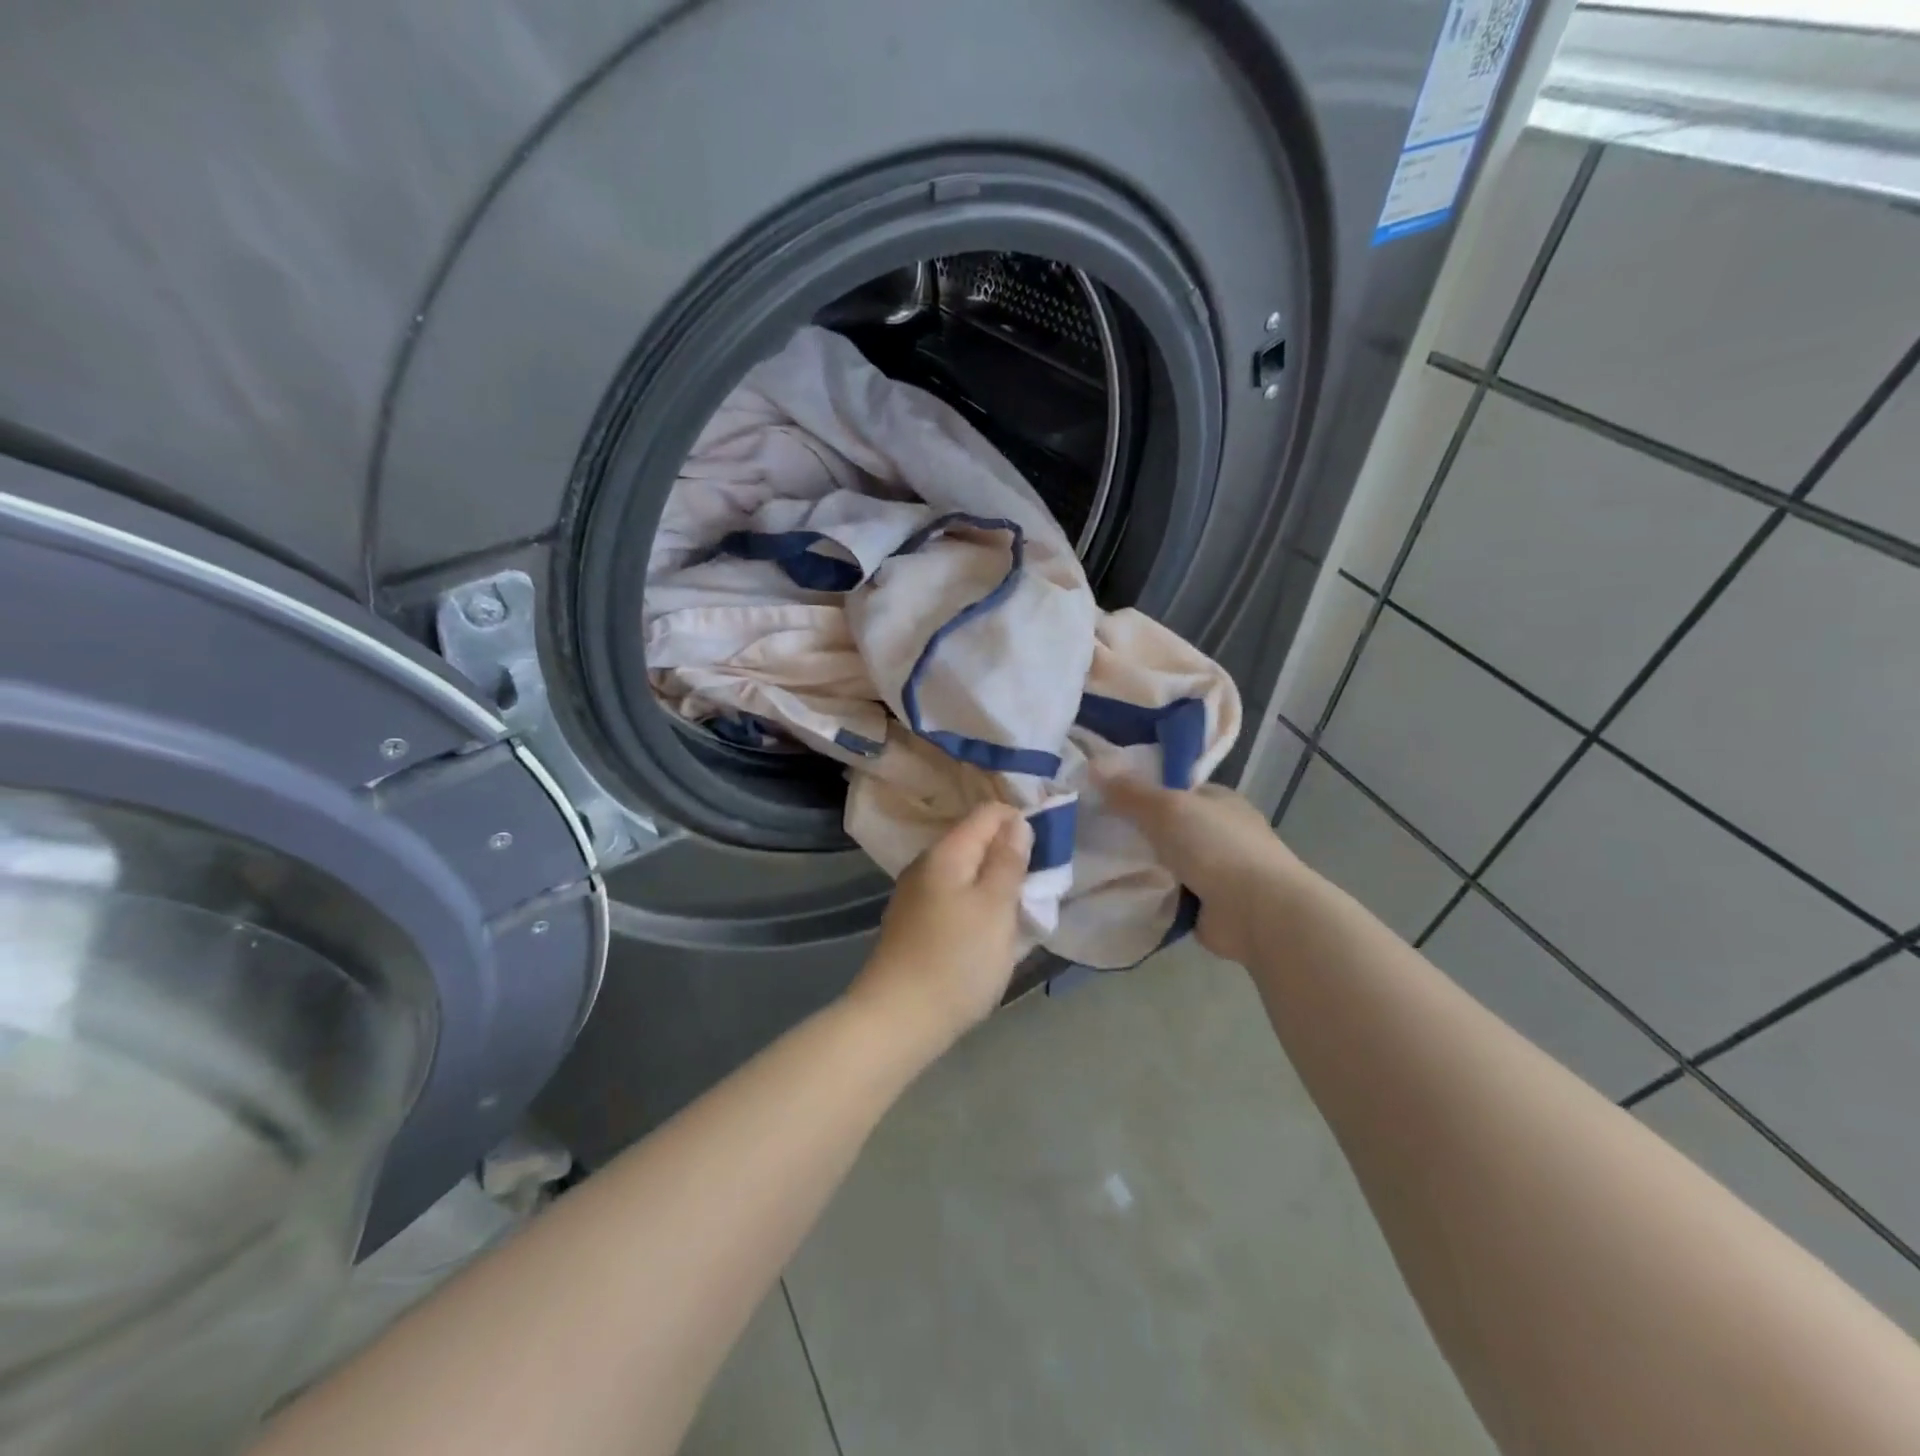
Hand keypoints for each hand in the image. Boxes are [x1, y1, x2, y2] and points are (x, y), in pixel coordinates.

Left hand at [846, 803, 1032, 1055]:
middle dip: (1009, 855)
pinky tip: (988, 931)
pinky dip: (976, 906)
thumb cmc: (957, 961)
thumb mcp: (995, 908)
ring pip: (965, 873)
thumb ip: (1008, 861)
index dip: (1020, 821)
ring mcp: (915, 895)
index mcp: (946, 853)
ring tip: (1020, 910)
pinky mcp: (913, 923)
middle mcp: (926, 865)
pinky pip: (953, 899)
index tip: (1048, 848)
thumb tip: (1017, 823)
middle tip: (1039, 884)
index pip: (988, 813)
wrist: (897, 1019)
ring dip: (994, 884)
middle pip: (975, 842)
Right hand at [1096, 768, 1305, 964]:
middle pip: (1167, 827)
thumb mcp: (1167, 808)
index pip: (1175, 788)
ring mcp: (1216, 871)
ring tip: (1093, 863)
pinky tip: (1116, 892)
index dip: (1141, 790)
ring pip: (1165, 862)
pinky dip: (1148, 894)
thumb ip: (1130, 791)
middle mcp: (1220, 833)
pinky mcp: (1207, 906)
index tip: (1104, 796)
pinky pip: (1167, 894)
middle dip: (1135, 831)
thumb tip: (1093, 764)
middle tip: (1092, 832)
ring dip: (1139, 865)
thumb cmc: (1216, 847)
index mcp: (1219, 801)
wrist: (1258, 912)